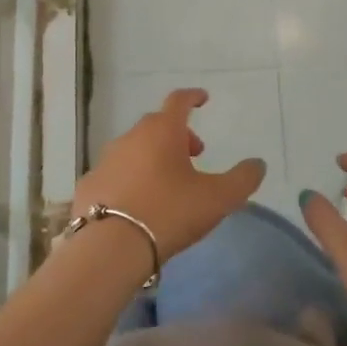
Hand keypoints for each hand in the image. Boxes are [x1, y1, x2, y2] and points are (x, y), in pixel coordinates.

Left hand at [74, 88, 264, 260]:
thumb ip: (243, 179)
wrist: (110, 248)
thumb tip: (257, 164)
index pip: (179, 101)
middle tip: (193, 155)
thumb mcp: (218, 199)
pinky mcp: (89, 186)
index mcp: (163, 131)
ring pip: (134, 148)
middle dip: (177, 134)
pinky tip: (137, 203)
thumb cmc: (169, 213)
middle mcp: (131, 137)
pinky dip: (129, 179)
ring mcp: (106, 160)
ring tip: (166, 183)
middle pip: (157, 125)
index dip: (193, 97)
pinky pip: (115, 173)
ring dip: (152, 156)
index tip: (202, 99)